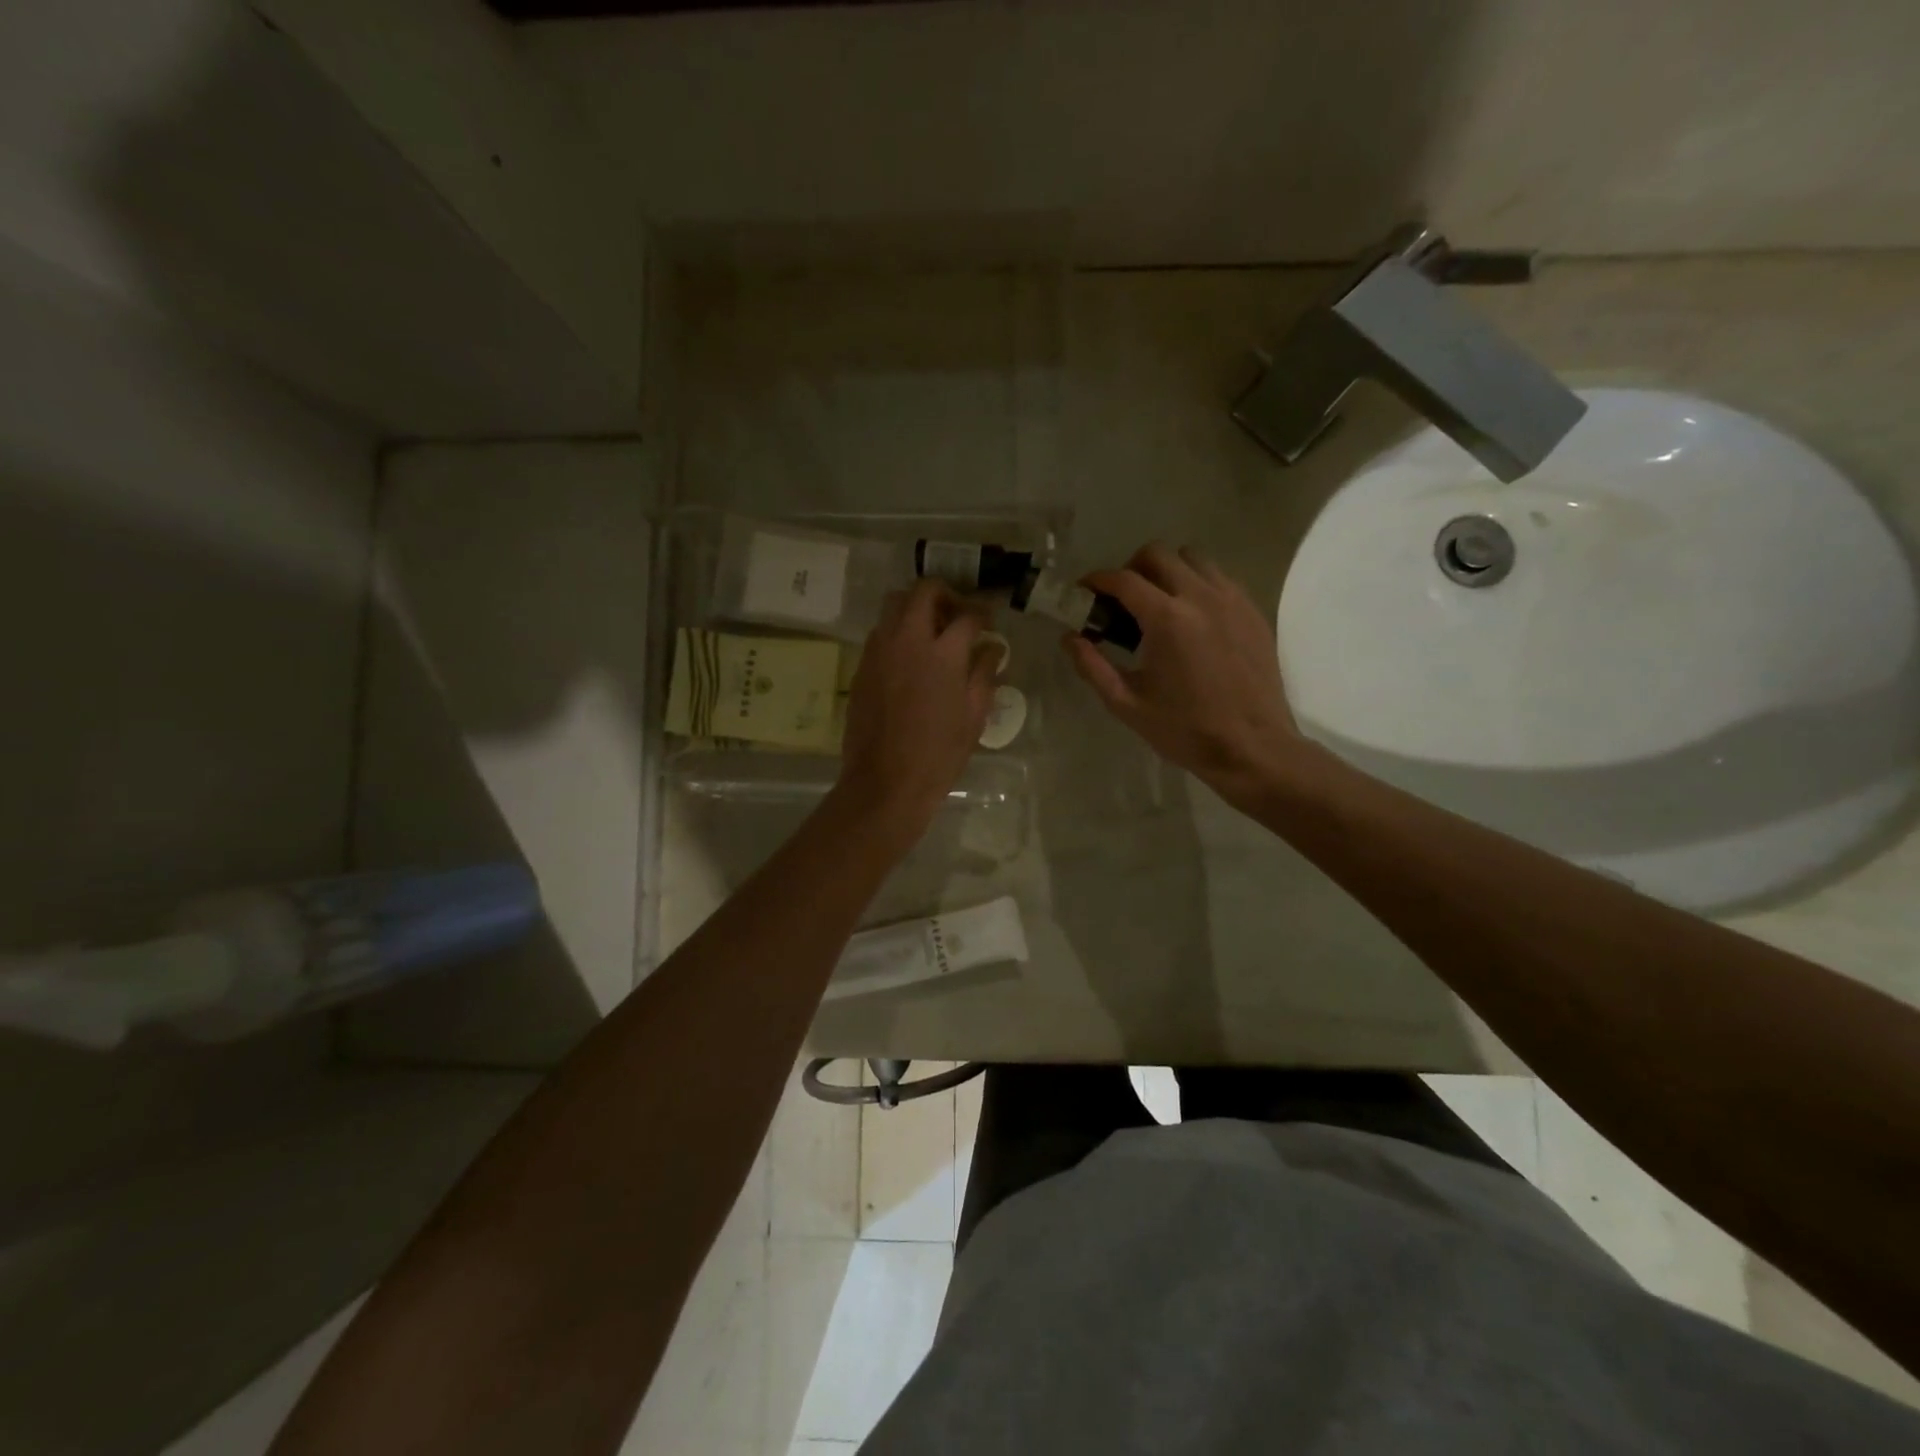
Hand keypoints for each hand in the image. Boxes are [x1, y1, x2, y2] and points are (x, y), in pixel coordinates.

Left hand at [836, 580, 998, 837]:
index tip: (988, 622)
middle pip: (923, 591)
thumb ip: (984, 673)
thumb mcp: (974, 715)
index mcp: (943, 653)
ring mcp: (880, 650)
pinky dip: (897, 631)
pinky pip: (880, 632)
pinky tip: (910, 657)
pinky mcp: (862, 665)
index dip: (983, 614)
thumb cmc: (939, 754)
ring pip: (895, 605)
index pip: (967, 615)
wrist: (886, 781)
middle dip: (945, 594)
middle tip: (958, 614)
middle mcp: (907, 640)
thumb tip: (992, 646)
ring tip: (932, 632)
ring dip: (916, 608)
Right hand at [1065, 543, 1306, 807]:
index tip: (1084, 592)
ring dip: (1168, 571)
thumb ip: (1092, 666)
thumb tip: (1069, 638)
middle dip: (1131, 569)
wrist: (1252, 747)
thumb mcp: (1127, 704)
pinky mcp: (1253, 611)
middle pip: (1158, 554)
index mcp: (1167, 619)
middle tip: (1122, 600)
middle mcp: (1200, 597)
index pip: (1123, 579)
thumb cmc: (1185, 730)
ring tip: (1159, 603)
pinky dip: (1198, 584)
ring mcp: (1232, 600)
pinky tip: (1191, 618)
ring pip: (1193, 558)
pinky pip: (1219, 578)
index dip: (1097, 581)